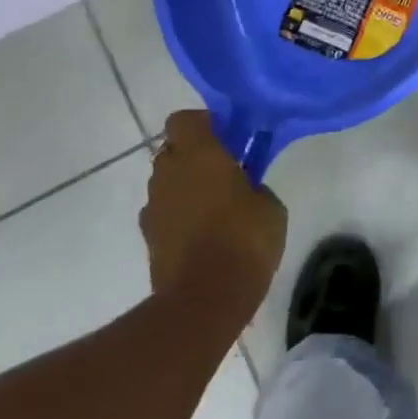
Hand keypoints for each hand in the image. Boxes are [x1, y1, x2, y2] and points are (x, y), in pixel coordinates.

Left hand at [142, 110, 285, 328]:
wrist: (205, 299)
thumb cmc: (245, 240)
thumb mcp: (269, 205)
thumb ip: (253, 185)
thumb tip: (244, 187)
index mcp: (199, 154)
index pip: (185, 119)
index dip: (204, 124)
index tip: (228, 138)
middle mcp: (168, 173)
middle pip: (173, 149)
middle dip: (195, 156)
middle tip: (225, 172)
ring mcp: (153, 206)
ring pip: (167, 182)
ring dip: (186, 187)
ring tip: (215, 208)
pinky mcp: (148, 237)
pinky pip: (164, 212)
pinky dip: (179, 216)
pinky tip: (203, 235)